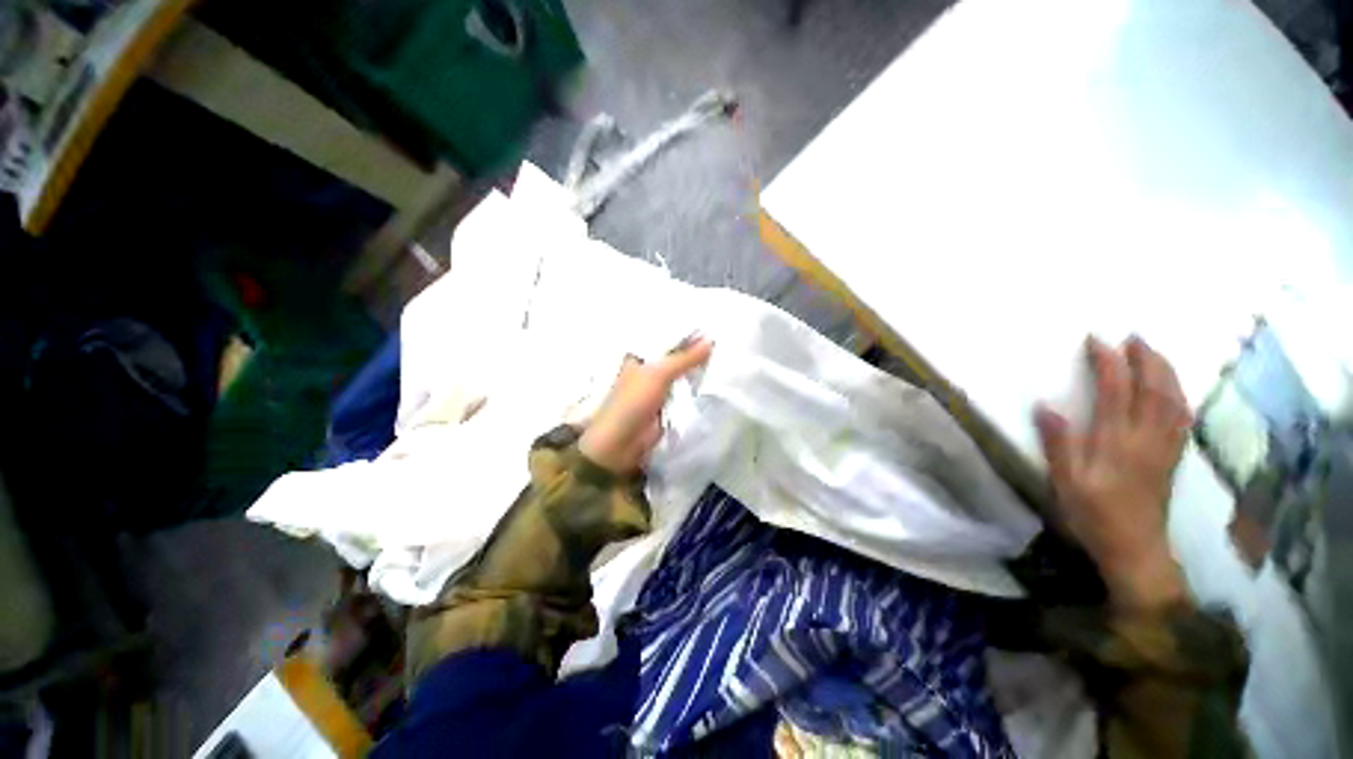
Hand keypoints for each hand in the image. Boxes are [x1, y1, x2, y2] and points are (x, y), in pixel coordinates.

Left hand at [579, 336, 714, 474]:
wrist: (622, 443)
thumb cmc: (633, 401)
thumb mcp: (658, 374)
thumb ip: (684, 358)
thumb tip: (711, 339)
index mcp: (640, 355)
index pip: (665, 336)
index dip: (685, 331)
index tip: (711, 324)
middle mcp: (649, 368)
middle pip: (676, 355)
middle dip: (695, 350)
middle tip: (724, 340)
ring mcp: (659, 388)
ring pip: (682, 373)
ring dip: (698, 368)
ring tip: (725, 355)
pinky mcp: (667, 405)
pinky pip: (685, 391)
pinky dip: (697, 386)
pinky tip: (716, 379)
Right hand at [1035, 336, 1192, 610]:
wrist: (1136, 549)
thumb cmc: (1094, 515)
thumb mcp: (1066, 483)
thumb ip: (1058, 444)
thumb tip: (1044, 407)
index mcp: (1117, 442)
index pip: (1116, 391)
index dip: (1109, 363)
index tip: (1097, 341)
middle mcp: (1146, 438)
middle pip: (1154, 390)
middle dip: (1146, 359)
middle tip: (1134, 337)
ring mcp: (1164, 447)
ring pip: (1173, 400)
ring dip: (1166, 372)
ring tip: (1154, 355)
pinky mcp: (1172, 458)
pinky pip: (1182, 418)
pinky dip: (1178, 396)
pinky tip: (1173, 391)